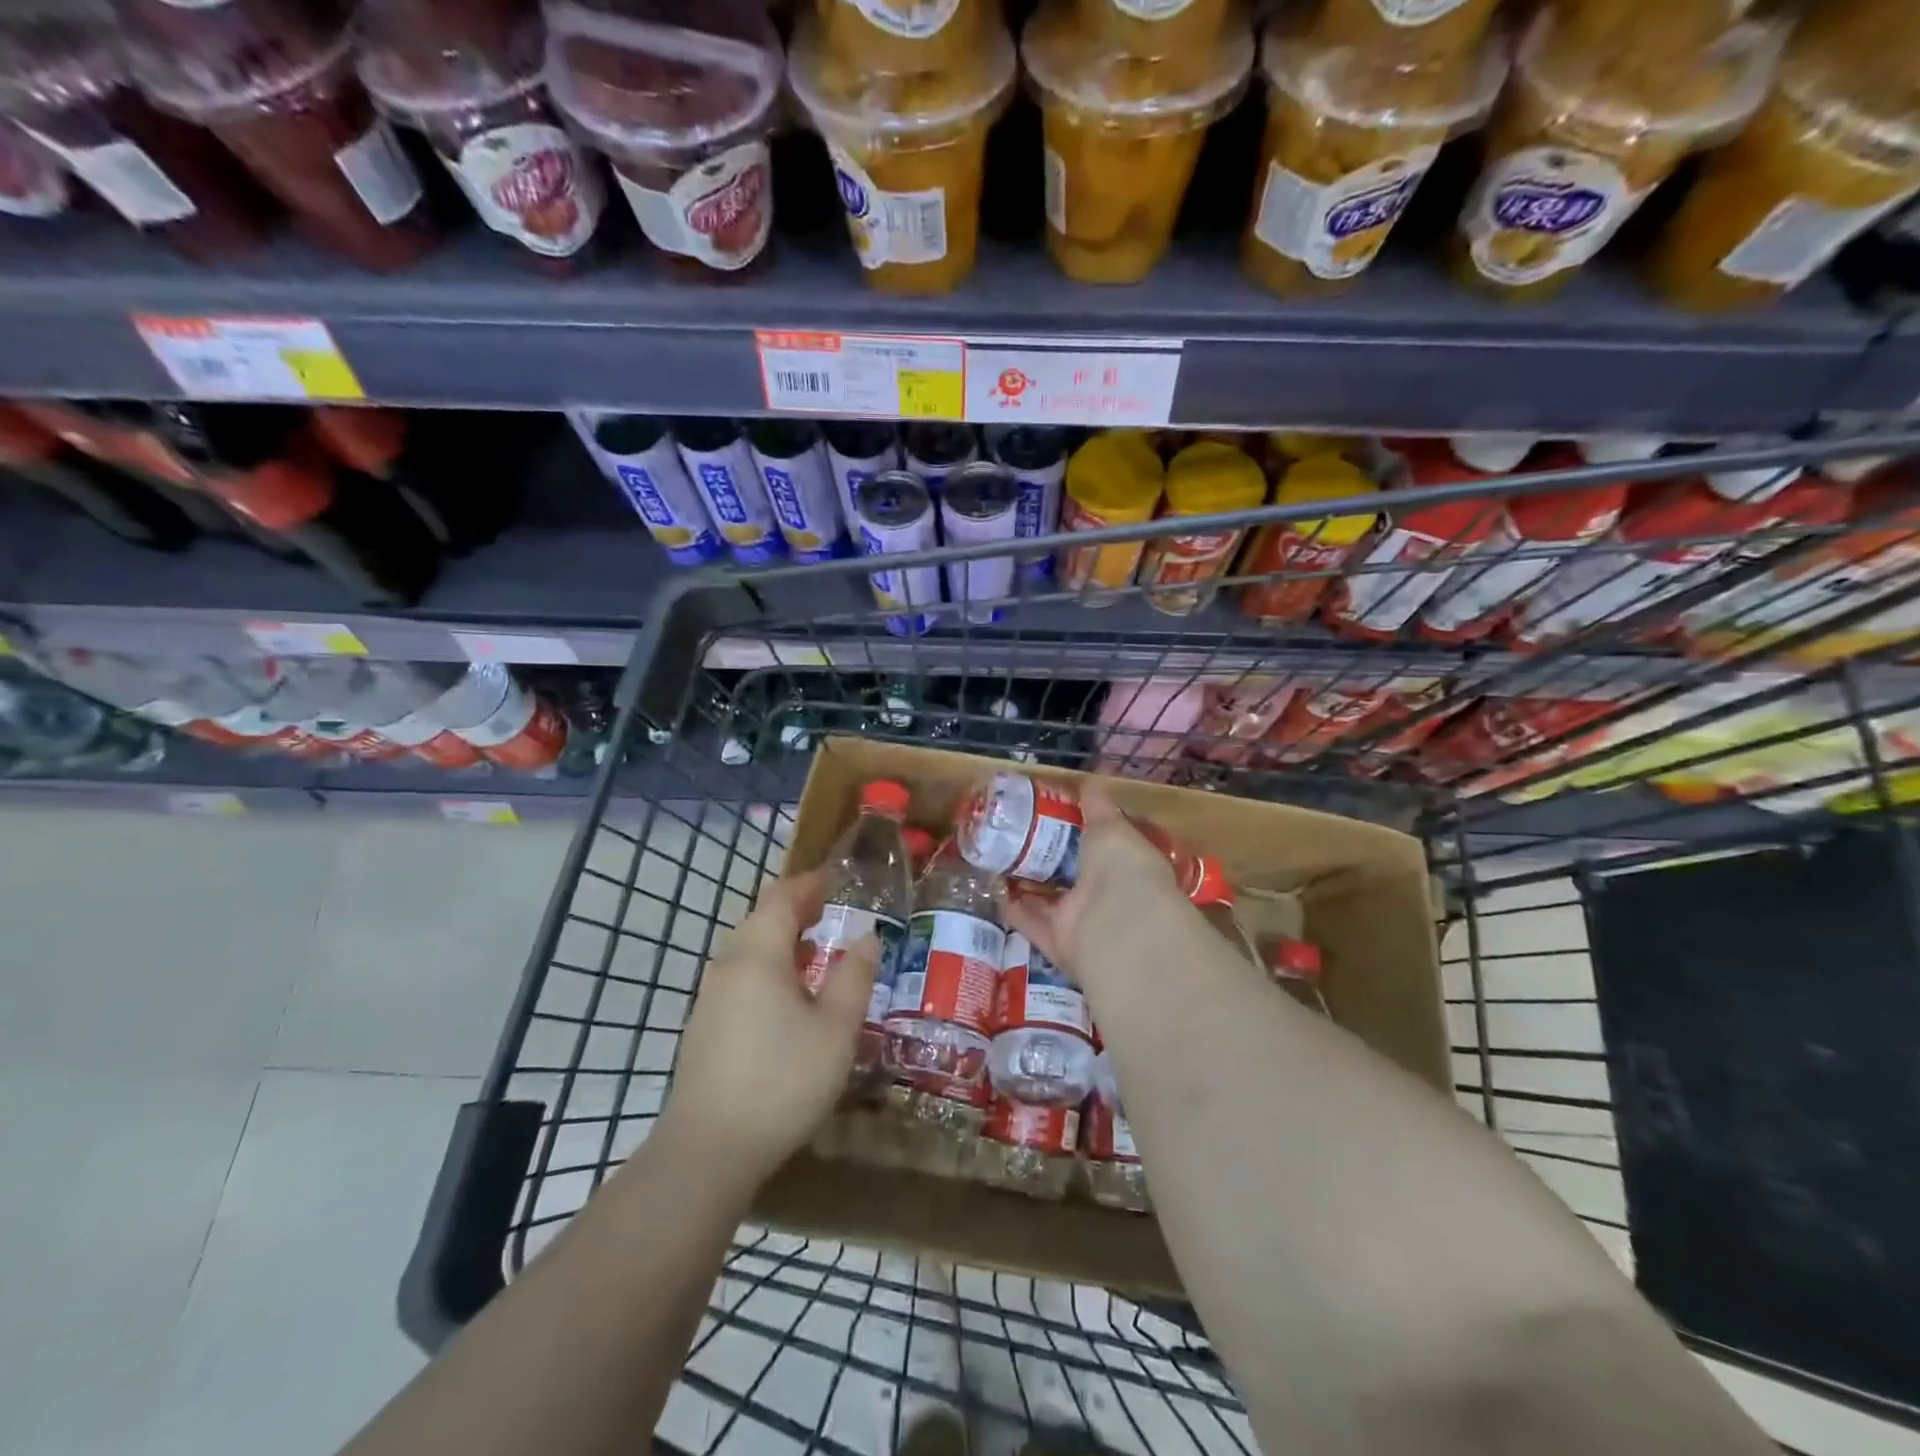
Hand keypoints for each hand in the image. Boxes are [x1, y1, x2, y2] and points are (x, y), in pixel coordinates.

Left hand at [662, 870, 880, 1180]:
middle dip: (797, 909)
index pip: (783, 897)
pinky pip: (741, 978)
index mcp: (759, 953)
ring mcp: (711, 997)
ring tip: (816, 951)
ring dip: (782, 941)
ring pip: (749, 950)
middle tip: (832, 911)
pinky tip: (788, 998)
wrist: (708, 1150)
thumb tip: (867, 936)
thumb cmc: (782, 1080)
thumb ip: (854, 976)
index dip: (810, 883)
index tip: (838, 880)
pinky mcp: (704, 1027)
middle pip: (762, 919)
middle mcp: (729, 965)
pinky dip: (768, 968)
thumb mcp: (836, 1028)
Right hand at [1004, 779, 1191, 983]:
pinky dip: (1011, 905)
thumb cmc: (1122, 866)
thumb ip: (1098, 805)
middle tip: (1017, 832)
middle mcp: (1105, 896)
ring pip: (1048, 899)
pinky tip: (991, 884)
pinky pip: (1028, 920)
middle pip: (1071, 875)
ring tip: (998, 855)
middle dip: (1048, 857)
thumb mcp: (1111, 826)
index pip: (1103, 847)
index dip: (1081, 831)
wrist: (1116, 924)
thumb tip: (1091, 780)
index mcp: (1126, 866)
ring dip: (1026, 881)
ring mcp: (1080, 921)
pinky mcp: (1054, 940)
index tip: (1056, 813)